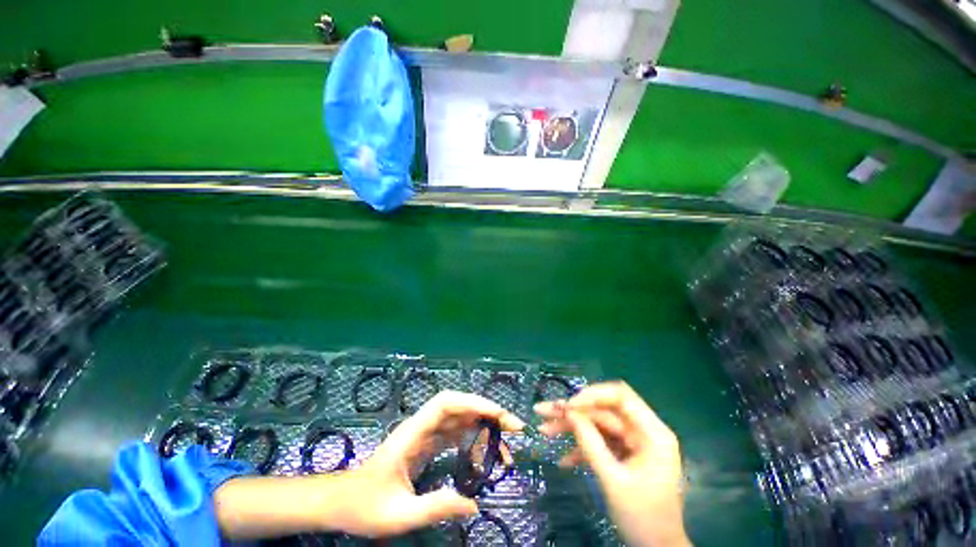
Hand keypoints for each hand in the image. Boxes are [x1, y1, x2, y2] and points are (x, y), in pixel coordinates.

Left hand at [215, 391, 523, 539]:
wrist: (341, 502)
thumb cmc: (364, 506)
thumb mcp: (398, 515)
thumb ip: (435, 508)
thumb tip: (474, 505)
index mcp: (412, 433)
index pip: (447, 403)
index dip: (474, 402)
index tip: (499, 415)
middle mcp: (421, 427)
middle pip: (459, 407)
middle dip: (487, 412)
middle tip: (515, 429)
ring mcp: (424, 435)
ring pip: (460, 419)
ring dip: (484, 425)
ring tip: (507, 444)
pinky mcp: (427, 445)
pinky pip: (455, 434)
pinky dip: (474, 439)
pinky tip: (486, 453)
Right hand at [535, 382, 690, 546]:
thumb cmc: (642, 518)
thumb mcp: (613, 480)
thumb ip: (590, 443)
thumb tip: (568, 411)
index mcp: (651, 433)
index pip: (620, 396)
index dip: (592, 395)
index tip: (568, 406)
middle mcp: (642, 431)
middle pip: (602, 410)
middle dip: (572, 412)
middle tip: (543, 411)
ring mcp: (631, 443)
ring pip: (596, 424)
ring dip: (570, 428)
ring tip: (543, 429)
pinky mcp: (623, 454)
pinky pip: (599, 442)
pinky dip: (580, 448)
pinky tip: (563, 460)